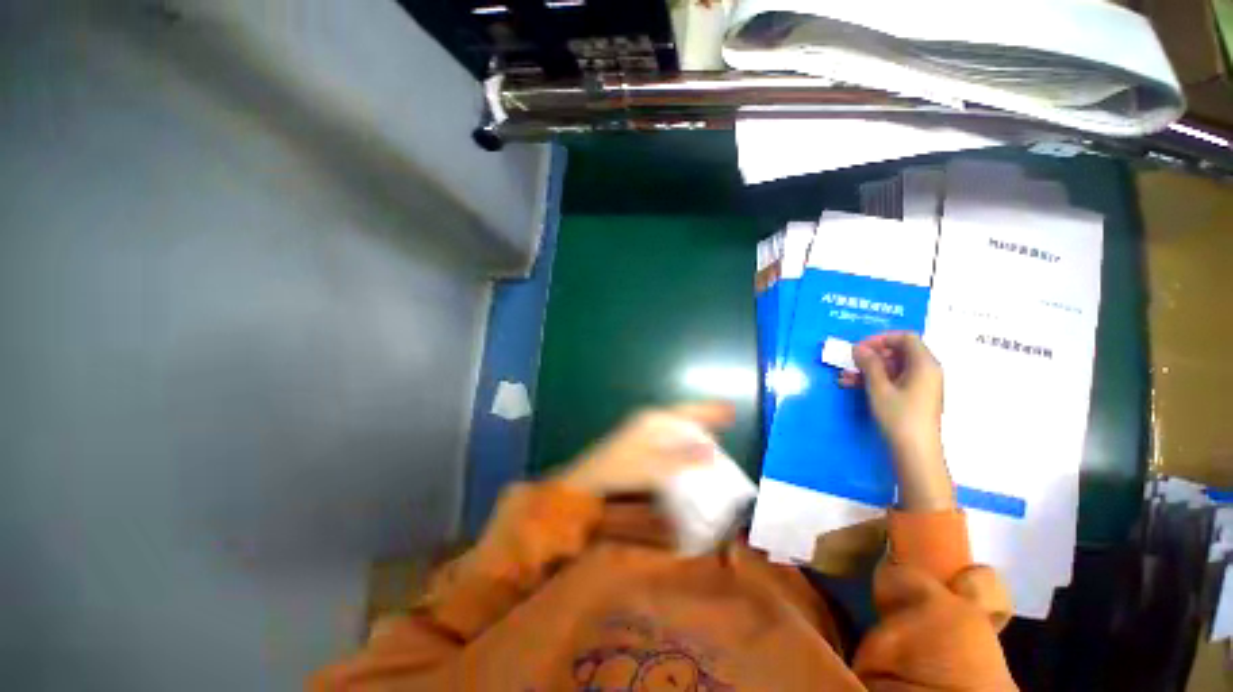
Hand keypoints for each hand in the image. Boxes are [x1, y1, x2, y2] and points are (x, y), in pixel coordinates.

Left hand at [556, 402, 734, 495]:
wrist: (591, 478)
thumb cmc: (622, 470)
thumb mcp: (655, 467)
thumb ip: (684, 458)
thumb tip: (711, 450)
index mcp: (654, 420)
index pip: (687, 411)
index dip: (709, 411)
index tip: (730, 410)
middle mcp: (650, 419)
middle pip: (683, 416)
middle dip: (703, 419)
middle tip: (726, 421)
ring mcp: (644, 428)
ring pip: (675, 425)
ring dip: (693, 430)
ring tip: (713, 436)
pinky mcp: (640, 439)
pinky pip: (668, 435)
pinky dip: (682, 439)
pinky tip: (689, 448)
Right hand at [842, 332, 953, 510]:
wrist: (915, 452)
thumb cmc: (899, 416)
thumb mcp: (879, 388)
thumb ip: (869, 364)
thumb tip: (859, 348)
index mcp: (924, 364)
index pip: (905, 338)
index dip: (880, 338)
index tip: (859, 347)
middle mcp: (926, 371)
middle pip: (898, 351)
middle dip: (871, 355)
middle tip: (849, 362)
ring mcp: (921, 385)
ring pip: (893, 367)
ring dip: (868, 369)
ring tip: (844, 377)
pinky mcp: (914, 397)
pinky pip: (894, 380)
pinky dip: (874, 380)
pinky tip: (852, 386)